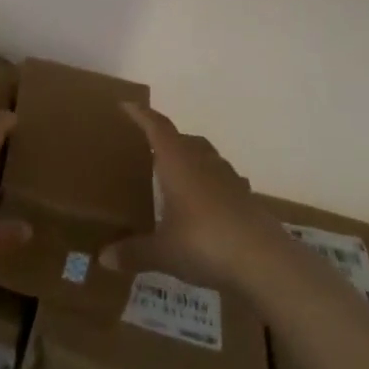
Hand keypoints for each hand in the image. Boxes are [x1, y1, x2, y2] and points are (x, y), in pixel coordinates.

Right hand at [99, 103, 288, 289]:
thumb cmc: (205, 243)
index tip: (126, 105)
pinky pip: (222, 180)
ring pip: (206, 156)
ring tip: (176, 174)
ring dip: (190, 158)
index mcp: (178, 162)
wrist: (265, 262)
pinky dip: (210, 184)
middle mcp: (202, 162)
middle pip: (182, 138)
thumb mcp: (163, 251)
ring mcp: (229, 178)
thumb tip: (103, 258)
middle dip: (165, 138)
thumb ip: (134, 252)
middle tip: (148, 147)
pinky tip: (204, 203)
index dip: (141, 115)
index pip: (157, 127)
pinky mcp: (246, 198)